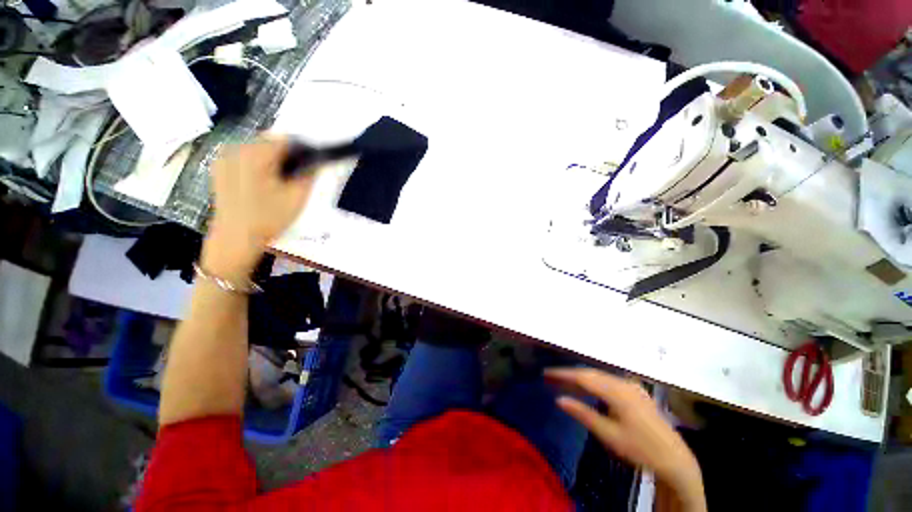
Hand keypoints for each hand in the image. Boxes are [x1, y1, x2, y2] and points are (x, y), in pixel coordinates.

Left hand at [202, 135, 314, 279]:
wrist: (236, 237)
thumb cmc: (269, 217)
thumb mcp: (297, 197)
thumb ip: (309, 174)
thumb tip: (316, 162)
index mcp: (256, 154)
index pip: (285, 139)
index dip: (302, 149)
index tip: (311, 164)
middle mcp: (236, 149)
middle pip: (269, 142)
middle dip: (286, 155)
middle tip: (296, 176)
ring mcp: (225, 158)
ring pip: (257, 149)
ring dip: (272, 160)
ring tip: (279, 182)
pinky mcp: (220, 168)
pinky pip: (244, 157)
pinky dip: (258, 165)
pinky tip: (263, 184)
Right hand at [545, 368, 705, 511]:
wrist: (674, 458)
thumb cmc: (639, 448)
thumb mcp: (609, 434)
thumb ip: (582, 414)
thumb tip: (559, 399)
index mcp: (616, 392)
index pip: (583, 377)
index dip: (563, 374)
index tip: (546, 372)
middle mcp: (623, 383)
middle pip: (591, 374)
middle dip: (570, 374)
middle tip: (551, 376)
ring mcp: (631, 386)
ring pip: (600, 376)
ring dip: (581, 378)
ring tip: (564, 381)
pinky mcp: (636, 391)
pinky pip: (609, 381)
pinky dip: (594, 382)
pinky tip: (588, 388)